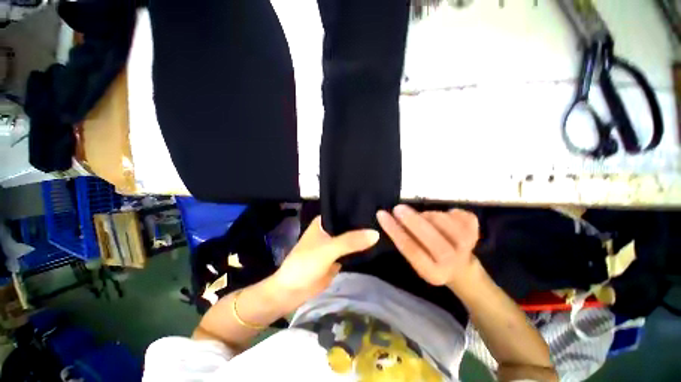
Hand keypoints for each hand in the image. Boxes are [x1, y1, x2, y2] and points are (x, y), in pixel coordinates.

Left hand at [272, 216, 378, 309]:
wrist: (293, 291)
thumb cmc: (305, 263)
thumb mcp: (328, 249)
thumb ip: (351, 241)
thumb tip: (376, 233)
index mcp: (323, 221)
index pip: (344, 211)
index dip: (359, 209)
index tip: (378, 207)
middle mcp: (330, 229)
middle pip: (350, 224)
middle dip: (364, 224)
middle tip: (385, 219)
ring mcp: (335, 244)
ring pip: (352, 237)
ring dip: (363, 237)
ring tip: (385, 229)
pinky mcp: (338, 256)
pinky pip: (352, 250)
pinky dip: (361, 249)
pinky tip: (377, 244)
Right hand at [376, 205, 480, 289]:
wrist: (461, 268)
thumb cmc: (430, 260)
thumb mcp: (415, 258)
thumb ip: (406, 241)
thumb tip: (392, 218)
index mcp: (432, 273)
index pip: (411, 250)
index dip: (395, 230)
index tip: (381, 214)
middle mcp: (452, 264)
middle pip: (433, 241)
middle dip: (413, 221)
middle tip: (399, 208)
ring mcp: (468, 248)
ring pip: (446, 224)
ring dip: (429, 215)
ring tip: (423, 216)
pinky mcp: (477, 233)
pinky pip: (460, 215)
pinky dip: (449, 212)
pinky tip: (445, 217)